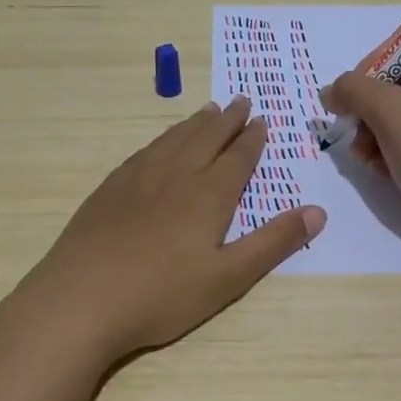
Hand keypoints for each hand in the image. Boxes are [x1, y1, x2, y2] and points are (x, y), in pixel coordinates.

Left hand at [15, 98, 326, 362]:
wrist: (81, 299)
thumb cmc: (161, 295)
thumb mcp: (228, 278)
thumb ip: (273, 243)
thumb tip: (319, 212)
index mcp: (208, 195)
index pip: (237, 157)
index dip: (252, 139)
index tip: (262, 120)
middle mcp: (175, 175)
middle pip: (206, 137)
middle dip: (228, 120)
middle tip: (241, 101)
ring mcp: (137, 179)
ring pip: (173, 139)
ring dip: (195, 123)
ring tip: (208, 110)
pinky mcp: (109, 189)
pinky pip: (144, 151)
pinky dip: (162, 139)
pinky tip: (160, 144)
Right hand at [320, 31, 400, 255]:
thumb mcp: (390, 114)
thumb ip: (354, 89)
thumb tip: (332, 90)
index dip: (382, 53)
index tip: (360, 84)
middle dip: (369, 101)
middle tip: (351, 124)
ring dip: (374, 128)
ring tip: (362, 155)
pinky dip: (391, 148)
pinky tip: (379, 170)